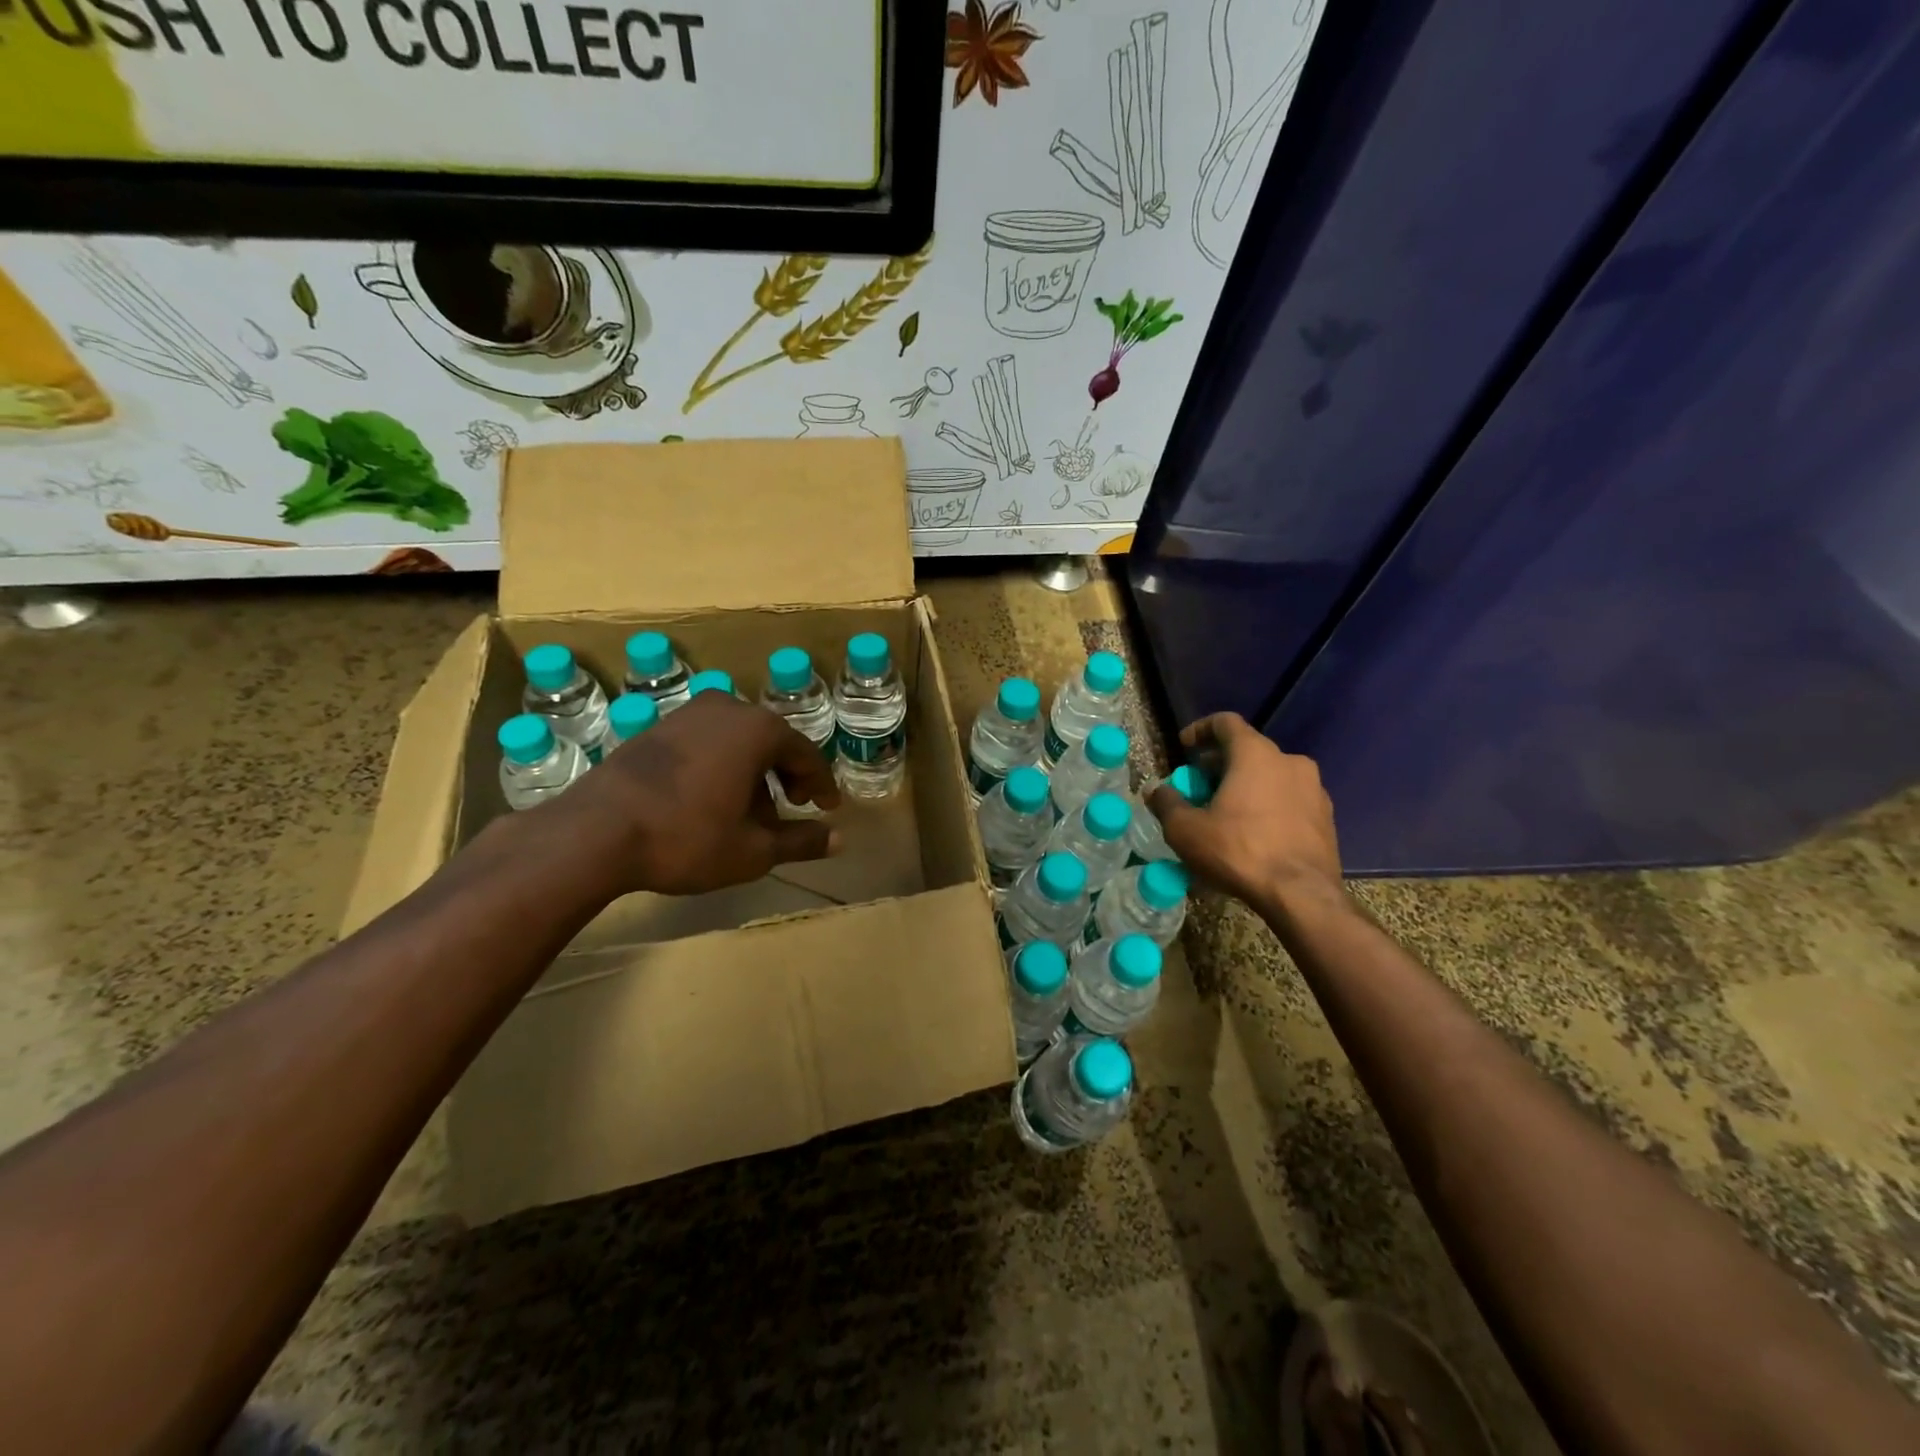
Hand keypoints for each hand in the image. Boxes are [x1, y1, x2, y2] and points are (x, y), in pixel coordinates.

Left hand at [545, 693, 840, 896]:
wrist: (594, 832)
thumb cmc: (686, 838)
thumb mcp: (753, 850)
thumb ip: (800, 841)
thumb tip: (838, 839)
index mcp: (758, 729)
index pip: (806, 753)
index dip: (820, 783)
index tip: (827, 807)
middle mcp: (727, 709)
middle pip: (772, 741)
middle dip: (785, 776)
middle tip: (791, 808)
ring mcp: (687, 714)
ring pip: (738, 740)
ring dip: (752, 772)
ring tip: (749, 813)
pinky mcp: (656, 728)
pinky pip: (706, 742)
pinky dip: (721, 766)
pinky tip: (711, 800)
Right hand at [1149, 712, 1343, 913]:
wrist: (1301, 895)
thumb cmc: (1238, 851)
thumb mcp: (1186, 830)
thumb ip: (1166, 803)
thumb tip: (1155, 790)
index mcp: (1255, 754)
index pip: (1225, 722)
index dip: (1200, 730)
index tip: (1184, 748)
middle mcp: (1289, 761)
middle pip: (1248, 750)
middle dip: (1219, 765)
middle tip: (1198, 787)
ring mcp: (1314, 789)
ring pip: (1270, 776)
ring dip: (1245, 786)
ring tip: (1224, 813)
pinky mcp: (1326, 817)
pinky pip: (1288, 800)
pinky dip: (1267, 806)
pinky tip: (1253, 833)